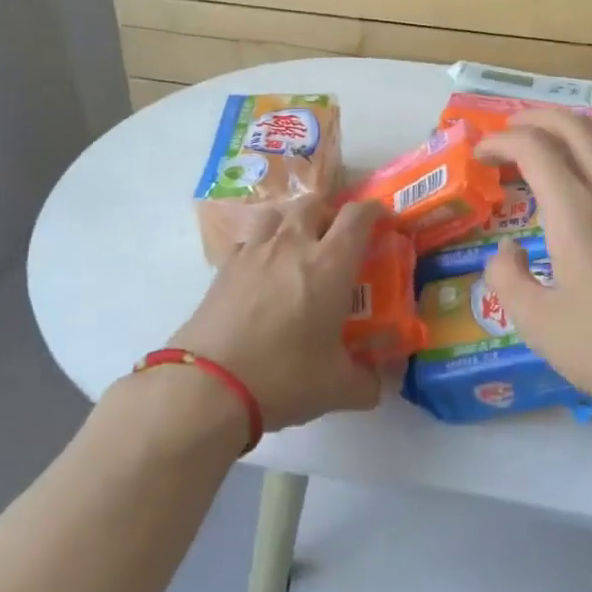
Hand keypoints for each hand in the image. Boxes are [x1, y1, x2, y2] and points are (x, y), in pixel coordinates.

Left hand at [168, 197, 384, 431]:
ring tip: (295, 245)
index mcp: (331, 263)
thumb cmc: (284, 376)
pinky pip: (248, 240)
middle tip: (336, 236)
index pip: (358, 216)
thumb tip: (376, 385)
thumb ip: (365, 383)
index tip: (381, 220)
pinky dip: (260, 245)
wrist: (210, 384)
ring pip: (277, 214)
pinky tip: (261, 271)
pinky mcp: (224, 267)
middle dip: (329, 213)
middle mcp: (293, 245)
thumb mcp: (337, 387)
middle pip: (314, 204)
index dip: (373, 211)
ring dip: (291, 221)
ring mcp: (255, 251)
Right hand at [477, 110, 591, 418]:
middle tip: (511, 132)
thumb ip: (506, 278)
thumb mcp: (537, 324)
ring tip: (559, 137)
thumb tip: (506, 249)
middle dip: (536, 119)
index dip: (500, 141)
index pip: (533, 148)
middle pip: (575, 127)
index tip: (480, 155)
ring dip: (581, 125)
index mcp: (575, 212)